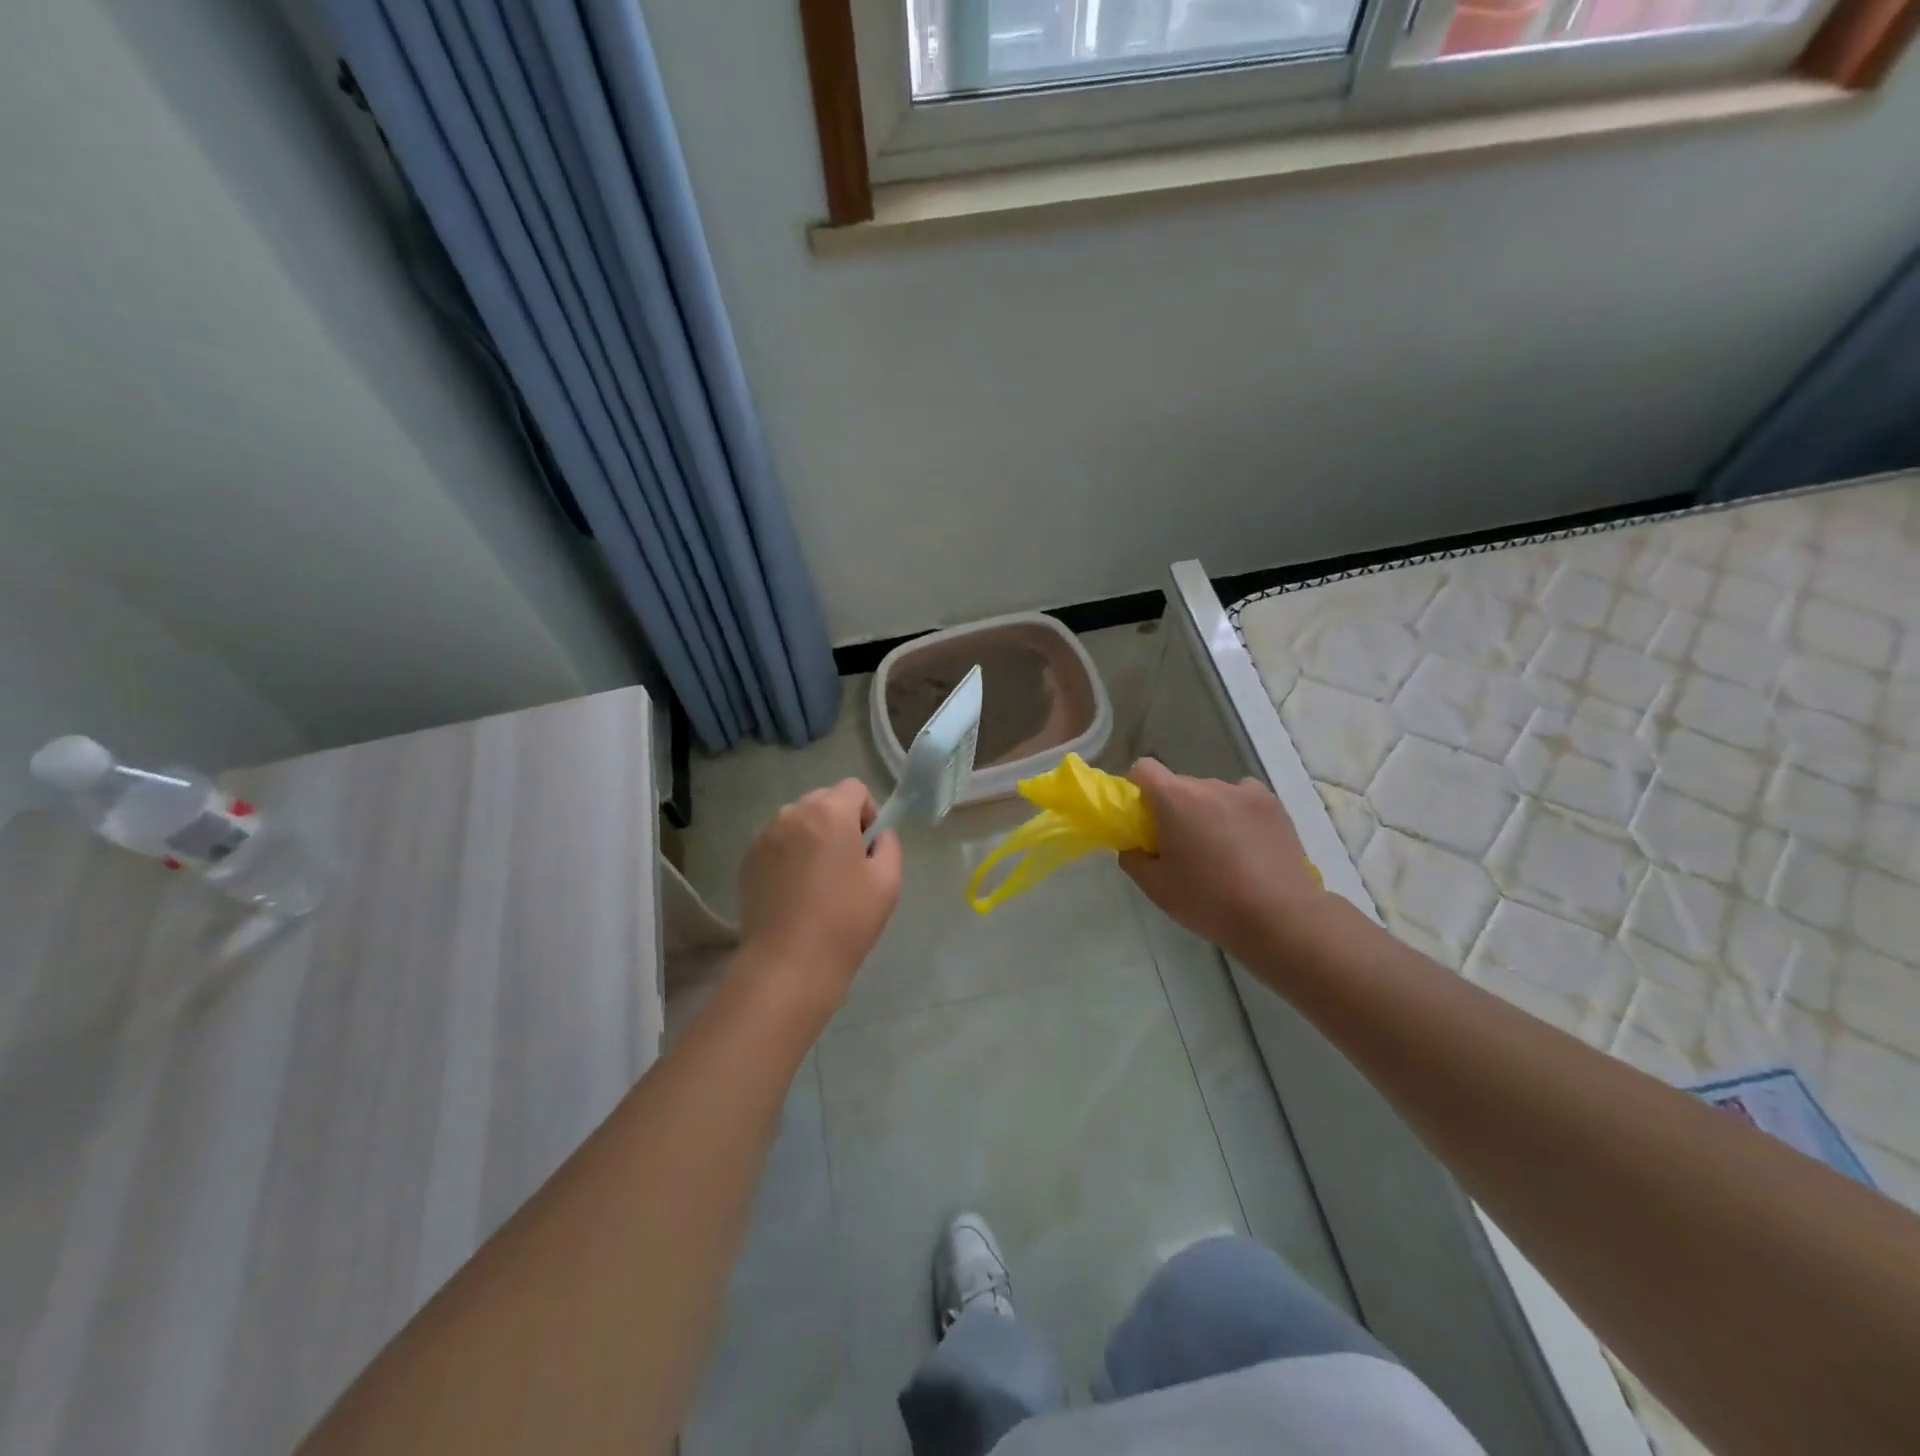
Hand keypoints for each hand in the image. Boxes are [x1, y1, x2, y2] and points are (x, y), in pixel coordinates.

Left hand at [735, 779, 901, 1015]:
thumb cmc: (846, 920)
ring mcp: (764, 837)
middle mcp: (792, 814)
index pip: (854, 788)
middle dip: (838, 820)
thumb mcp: (888, 881)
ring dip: (812, 836)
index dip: (867, 811)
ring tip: (818, 878)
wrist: (789, 964)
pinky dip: (789, 855)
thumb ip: (889, 845)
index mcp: (829, 813)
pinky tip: (795, 891)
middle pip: (823, 800)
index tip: (868, 846)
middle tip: (846, 862)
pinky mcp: (747, 861)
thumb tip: (877, 836)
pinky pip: (776, 843)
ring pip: (797, 821)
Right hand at [1120, 759, 1328, 962]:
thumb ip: (1133, 858)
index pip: (1143, 769)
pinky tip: (1247, 844)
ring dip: (1207, 812)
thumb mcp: (1156, 888)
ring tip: (1221, 852)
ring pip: (1212, 794)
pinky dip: (1237, 814)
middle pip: (1179, 785)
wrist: (1280, 916)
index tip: (1142, 818)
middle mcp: (1207, 784)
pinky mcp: (1273, 804)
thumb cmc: (1209, 900)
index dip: (1137, 788)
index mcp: (1173, 798)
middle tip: (1181, 847)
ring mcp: (1244, 791)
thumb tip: (1135, 845)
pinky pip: (1242, 799)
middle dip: (1174, 808)